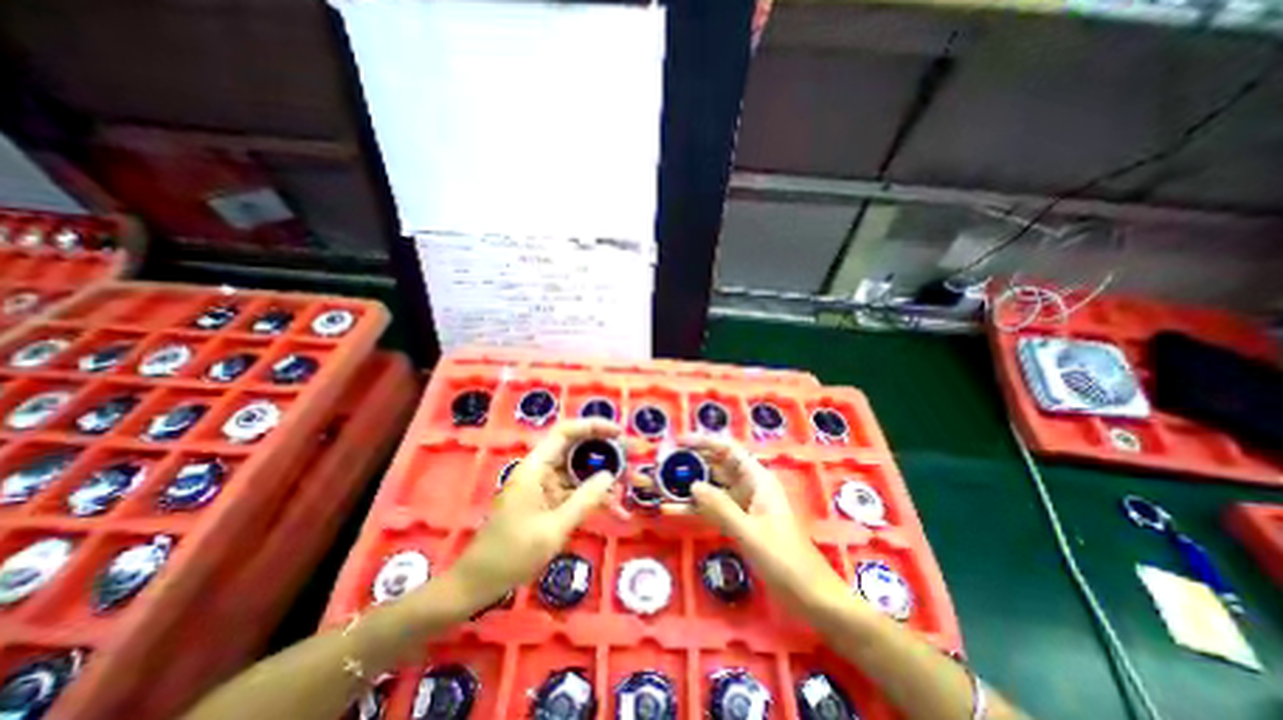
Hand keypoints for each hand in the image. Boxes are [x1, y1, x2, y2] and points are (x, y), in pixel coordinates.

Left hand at [447, 416, 629, 606]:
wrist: (479, 582)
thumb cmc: (511, 554)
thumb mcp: (553, 529)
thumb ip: (584, 500)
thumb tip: (610, 475)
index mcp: (535, 467)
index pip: (565, 432)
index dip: (593, 426)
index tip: (618, 433)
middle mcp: (541, 470)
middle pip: (577, 449)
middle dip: (606, 452)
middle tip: (632, 457)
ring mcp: (545, 486)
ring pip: (579, 471)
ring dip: (603, 477)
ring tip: (631, 484)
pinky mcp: (548, 500)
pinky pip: (575, 491)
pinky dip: (594, 497)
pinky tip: (615, 509)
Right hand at [660, 433, 848, 611]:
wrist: (810, 596)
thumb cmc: (785, 560)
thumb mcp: (749, 532)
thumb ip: (720, 507)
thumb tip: (692, 484)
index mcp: (757, 479)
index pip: (727, 450)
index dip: (703, 441)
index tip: (678, 442)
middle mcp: (750, 486)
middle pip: (717, 466)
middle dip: (692, 462)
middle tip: (663, 464)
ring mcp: (744, 505)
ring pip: (713, 488)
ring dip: (690, 485)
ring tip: (663, 484)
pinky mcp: (740, 523)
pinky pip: (714, 509)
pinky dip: (696, 508)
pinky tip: (674, 509)